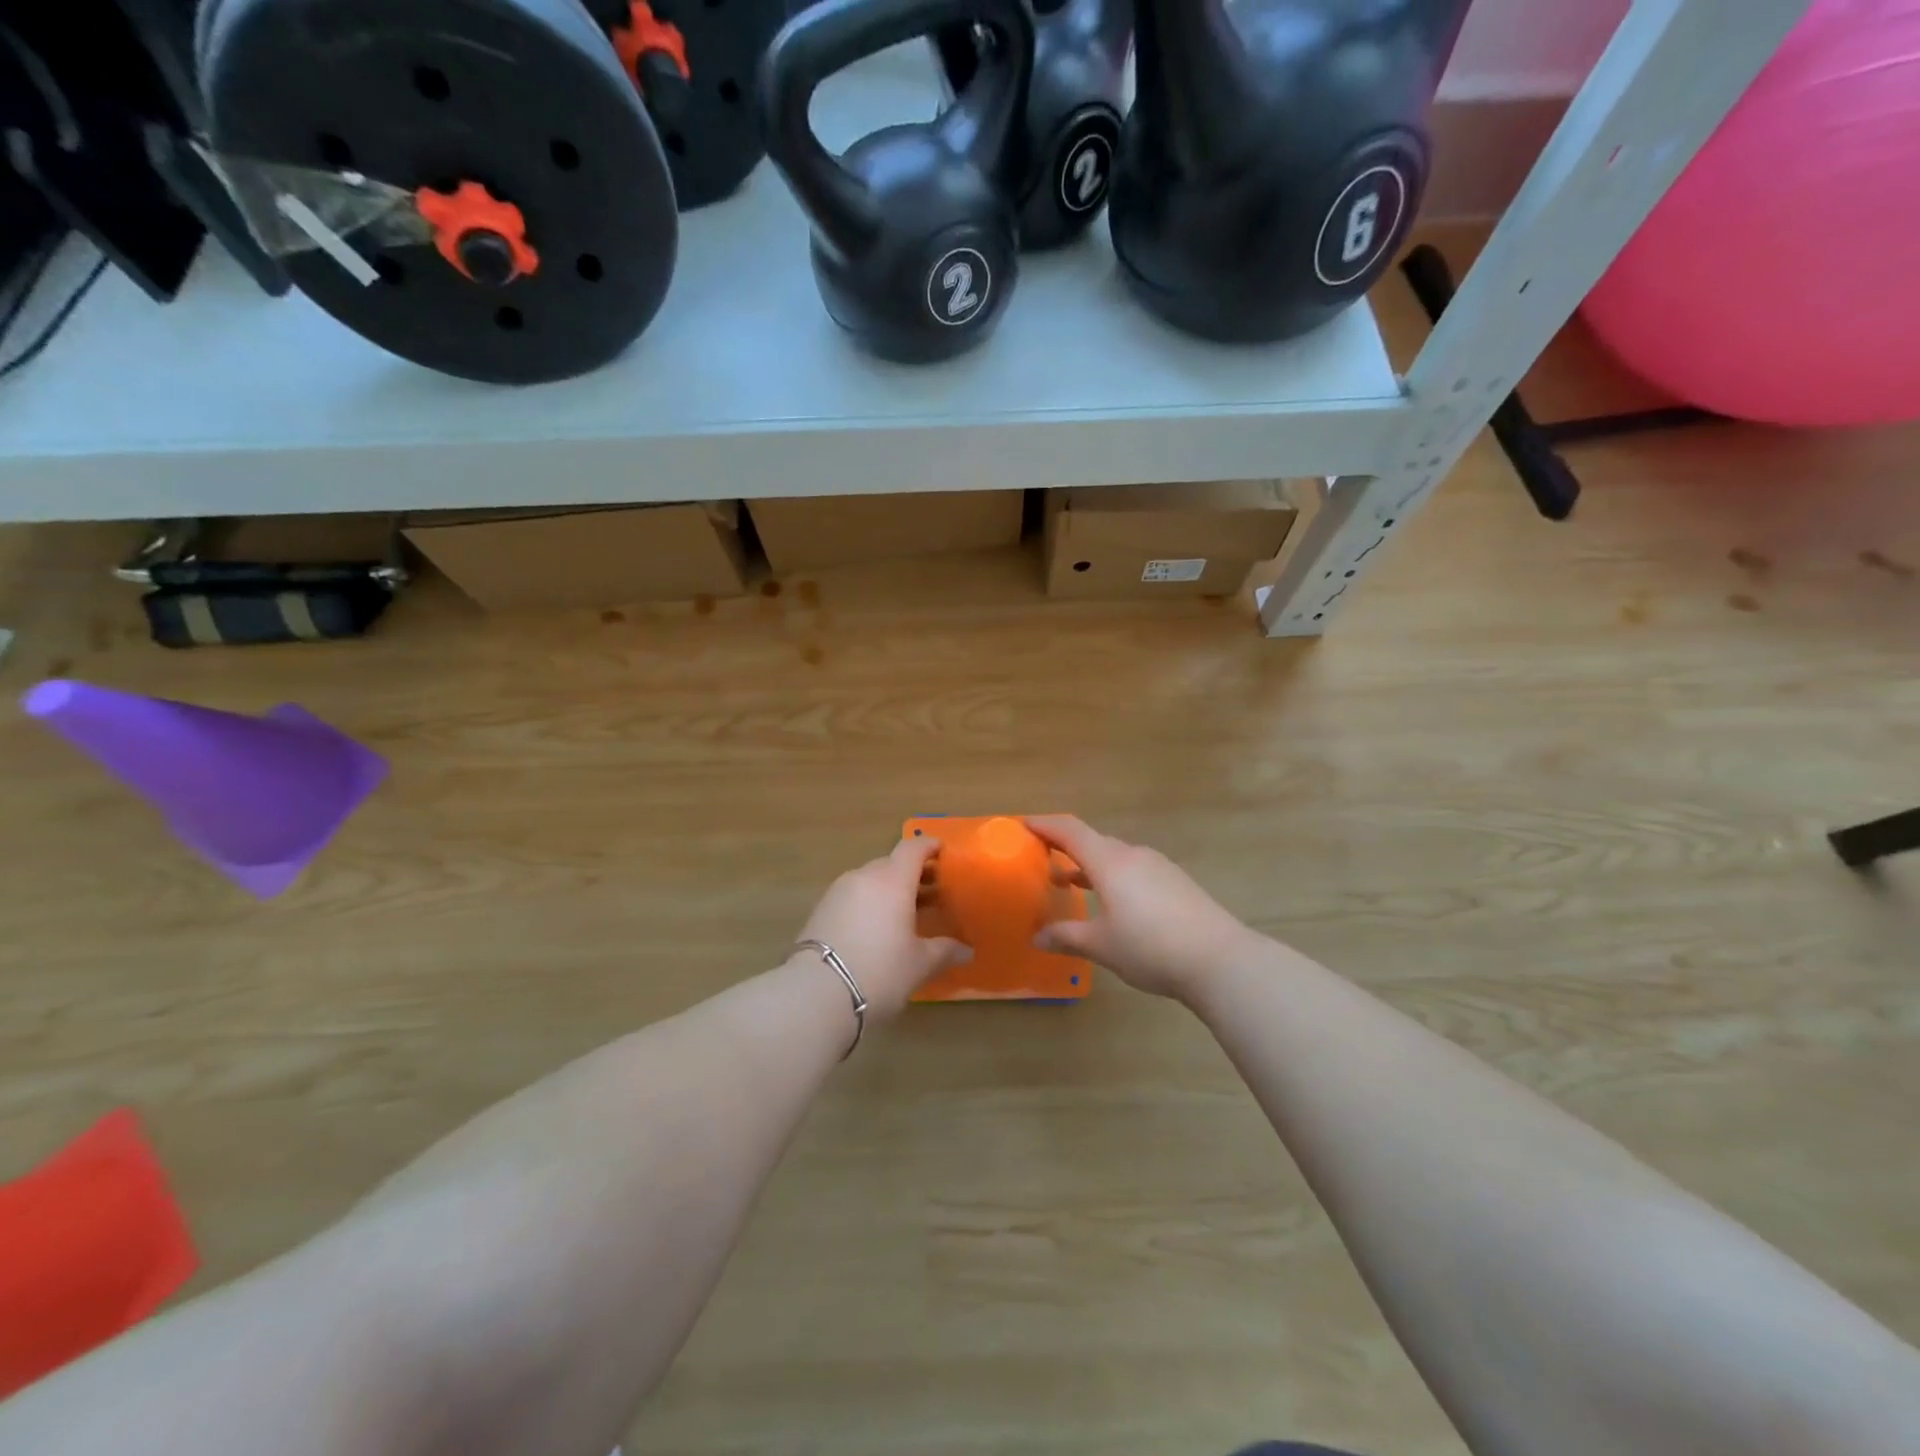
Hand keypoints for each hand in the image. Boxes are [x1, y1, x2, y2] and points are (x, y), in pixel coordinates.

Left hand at [795, 837, 969, 1018]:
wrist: (816, 994)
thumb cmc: (879, 971)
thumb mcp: (919, 964)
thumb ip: (945, 951)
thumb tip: (966, 950)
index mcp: (892, 880)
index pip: (913, 848)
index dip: (930, 846)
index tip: (943, 852)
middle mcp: (864, 877)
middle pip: (891, 864)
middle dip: (912, 874)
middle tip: (931, 893)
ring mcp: (838, 892)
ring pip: (870, 880)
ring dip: (889, 889)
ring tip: (904, 914)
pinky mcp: (820, 910)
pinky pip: (853, 896)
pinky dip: (868, 903)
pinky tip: (876, 929)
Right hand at [1026, 816, 1258, 1002]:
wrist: (1220, 959)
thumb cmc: (1150, 947)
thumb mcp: (1101, 945)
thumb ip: (1066, 937)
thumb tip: (1038, 937)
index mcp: (1110, 862)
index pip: (1070, 831)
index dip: (1045, 824)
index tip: (1022, 824)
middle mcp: (1133, 855)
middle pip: (1092, 841)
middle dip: (1064, 846)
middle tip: (1041, 857)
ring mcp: (1158, 867)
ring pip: (1114, 856)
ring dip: (1089, 864)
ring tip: (1069, 882)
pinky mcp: (1175, 882)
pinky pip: (1133, 869)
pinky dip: (1112, 876)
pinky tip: (1112, 902)